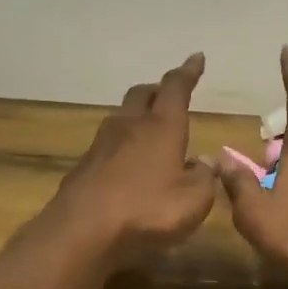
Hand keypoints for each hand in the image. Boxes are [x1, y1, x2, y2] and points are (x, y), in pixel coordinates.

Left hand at [44, 53, 218, 267]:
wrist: (82, 231)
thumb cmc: (147, 210)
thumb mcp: (193, 201)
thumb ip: (204, 178)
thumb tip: (205, 162)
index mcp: (162, 127)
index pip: (176, 88)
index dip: (188, 72)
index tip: (196, 58)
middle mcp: (130, 126)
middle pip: (143, 94)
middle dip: (158, 90)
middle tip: (170, 95)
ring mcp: (102, 144)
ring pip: (122, 116)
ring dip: (137, 116)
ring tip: (150, 129)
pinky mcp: (84, 166)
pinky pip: (108, 144)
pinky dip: (123, 145)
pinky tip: (129, 163)